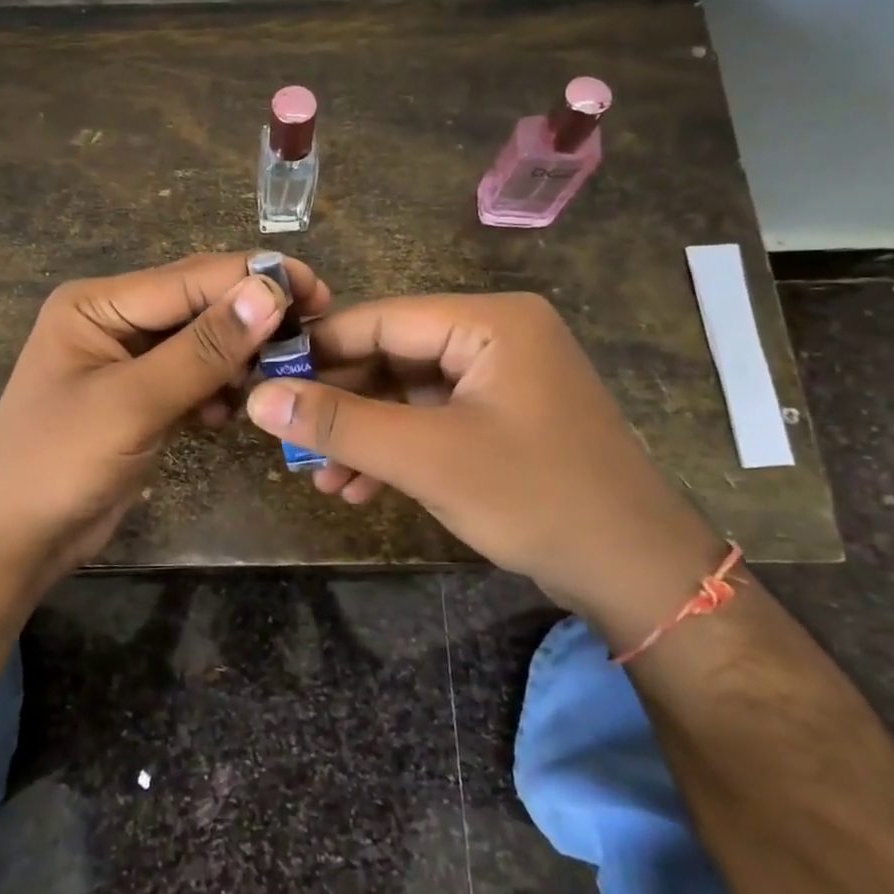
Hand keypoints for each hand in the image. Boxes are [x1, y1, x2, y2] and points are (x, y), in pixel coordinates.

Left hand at [0, 252, 328, 580]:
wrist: (12, 541)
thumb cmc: (56, 464)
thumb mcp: (131, 404)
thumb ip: (201, 349)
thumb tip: (269, 293)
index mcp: (98, 304)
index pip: (190, 279)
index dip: (254, 281)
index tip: (318, 292)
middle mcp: (114, 320)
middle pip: (199, 305)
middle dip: (253, 318)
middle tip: (313, 335)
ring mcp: (129, 361)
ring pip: (203, 343)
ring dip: (239, 358)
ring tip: (277, 378)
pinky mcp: (142, 398)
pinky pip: (195, 378)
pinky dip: (218, 390)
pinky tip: (229, 413)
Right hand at [244, 292, 724, 631]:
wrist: (635, 573)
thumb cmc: (536, 497)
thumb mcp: (427, 458)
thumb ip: (340, 424)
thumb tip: (258, 398)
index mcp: (489, 321)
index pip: (379, 319)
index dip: (317, 350)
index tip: (261, 381)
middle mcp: (495, 336)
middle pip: (391, 356)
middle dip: (340, 405)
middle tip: (289, 441)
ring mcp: (500, 379)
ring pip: (405, 394)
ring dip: (361, 435)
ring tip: (319, 479)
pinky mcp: (500, 417)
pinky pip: (430, 420)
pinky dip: (394, 450)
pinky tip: (359, 488)